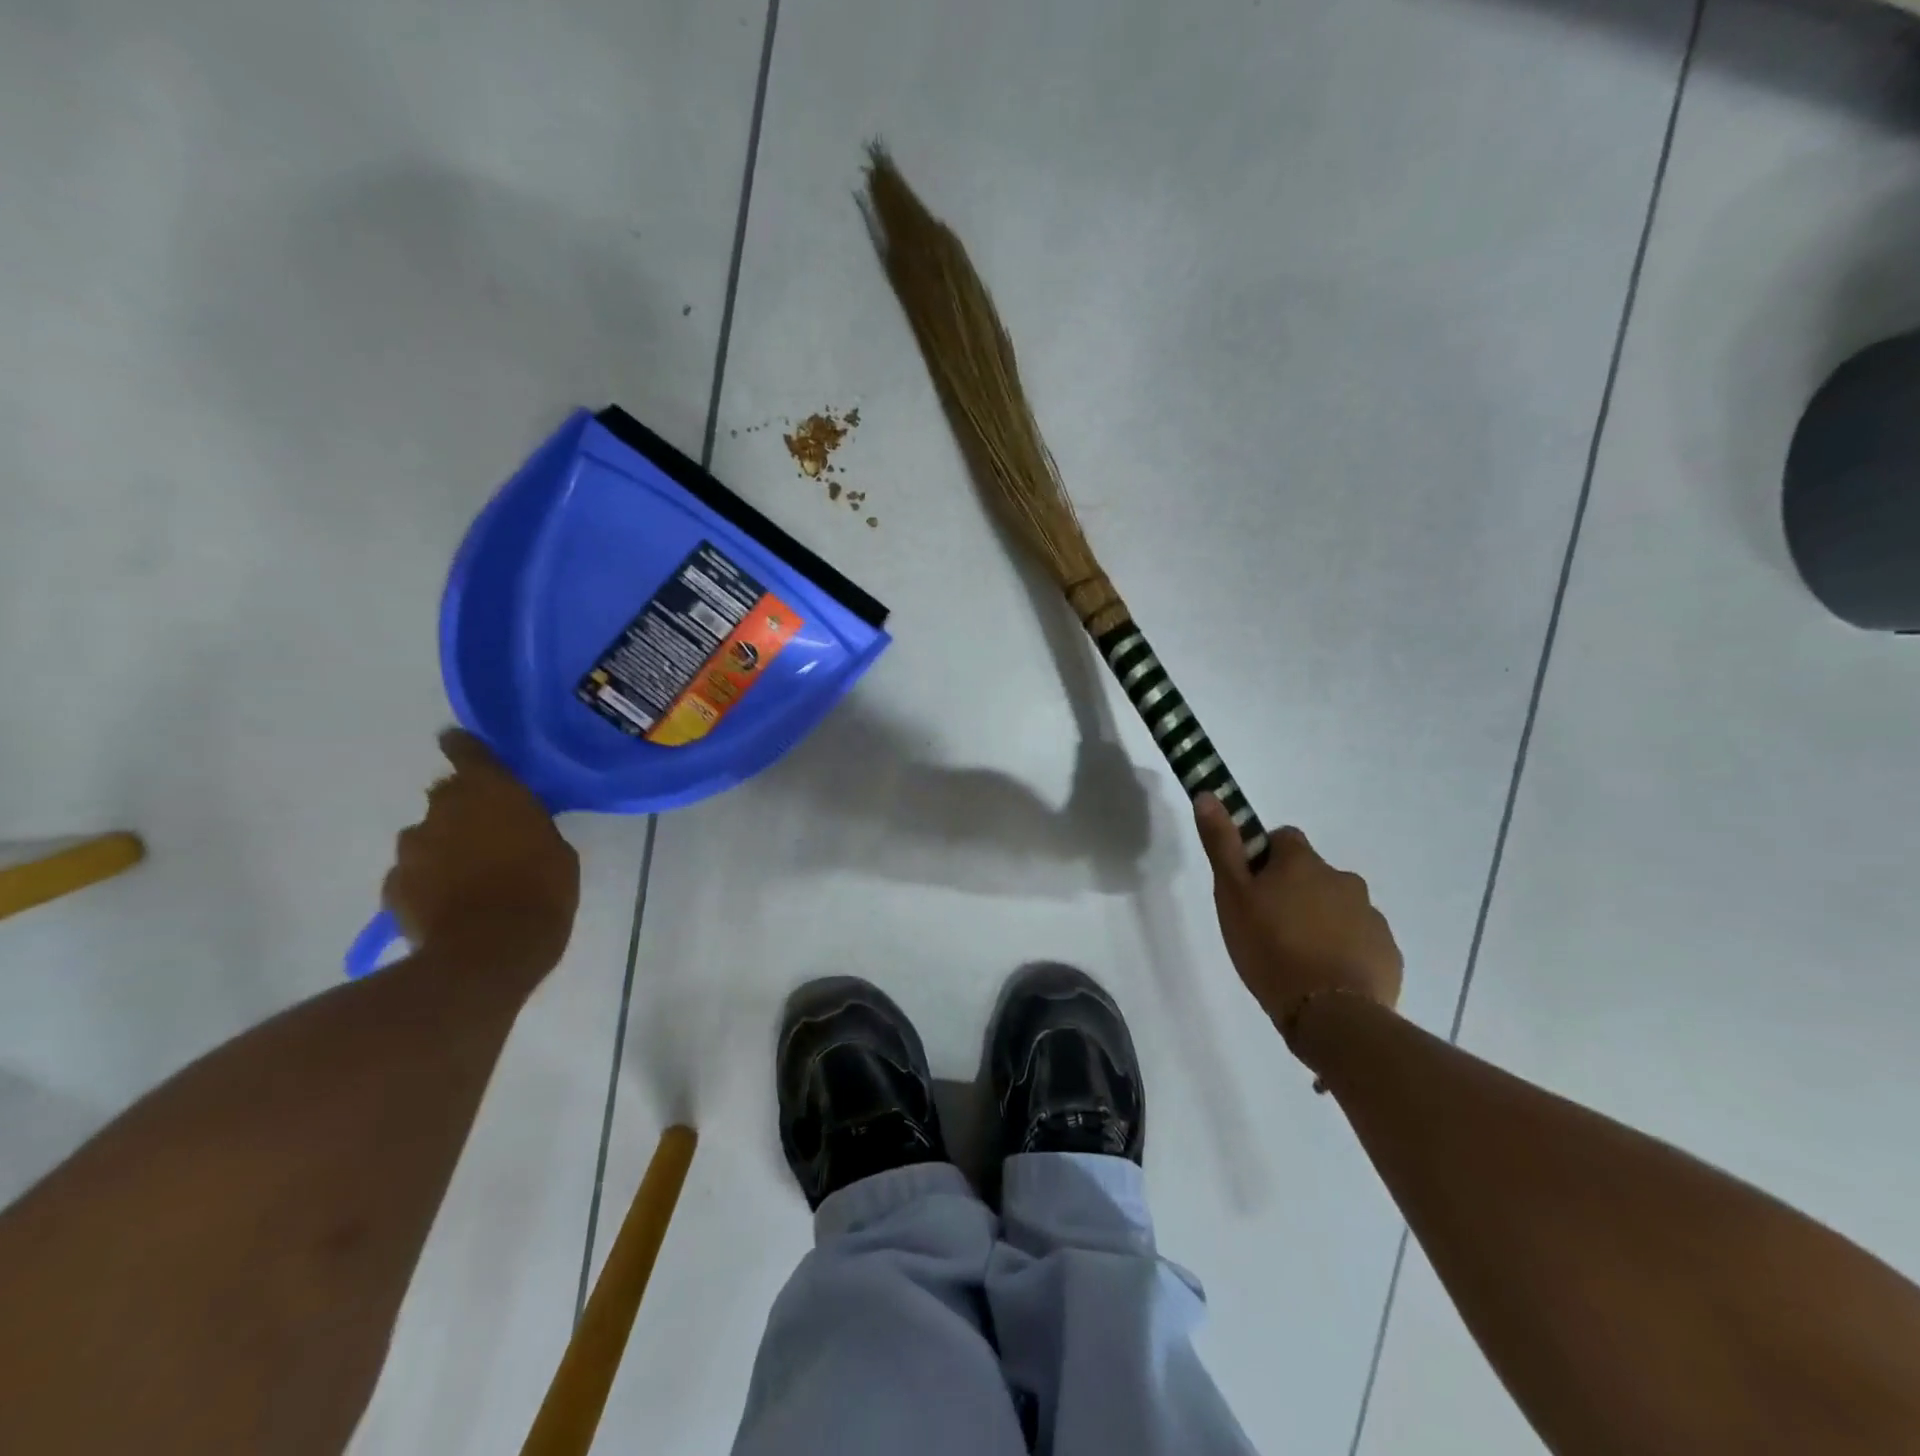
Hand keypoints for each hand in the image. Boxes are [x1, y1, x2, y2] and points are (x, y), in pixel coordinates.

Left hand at [382, 729, 579, 975]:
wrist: (487, 954)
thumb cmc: (541, 893)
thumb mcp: (558, 852)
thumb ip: (530, 827)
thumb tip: (513, 825)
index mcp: (491, 792)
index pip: (467, 751)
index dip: (464, 747)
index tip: (460, 744)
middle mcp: (443, 810)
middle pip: (446, 795)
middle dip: (464, 809)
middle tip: (489, 833)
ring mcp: (412, 848)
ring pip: (428, 837)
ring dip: (445, 847)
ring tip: (470, 876)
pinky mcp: (393, 886)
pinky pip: (413, 874)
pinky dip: (428, 881)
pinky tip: (450, 903)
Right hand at [1194, 795, 1402, 1042]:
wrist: (1330, 1014)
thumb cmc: (1270, 948)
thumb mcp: (1232, 894)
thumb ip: (1222, 844)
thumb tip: (1208, 794)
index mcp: (1303, 863)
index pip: (1284, 839)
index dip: (1265, 858)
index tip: (1252, 887)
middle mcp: (1343, 879)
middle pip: (1313, 875)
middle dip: (1295, 892)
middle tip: (1269, 927)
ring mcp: (1371, 916)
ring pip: (1337, 908)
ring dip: (1320, 921)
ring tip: (1297, 958)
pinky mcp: (1387, 952)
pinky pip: (1360, 941)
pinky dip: (1343, 951)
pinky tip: (1324, 977)